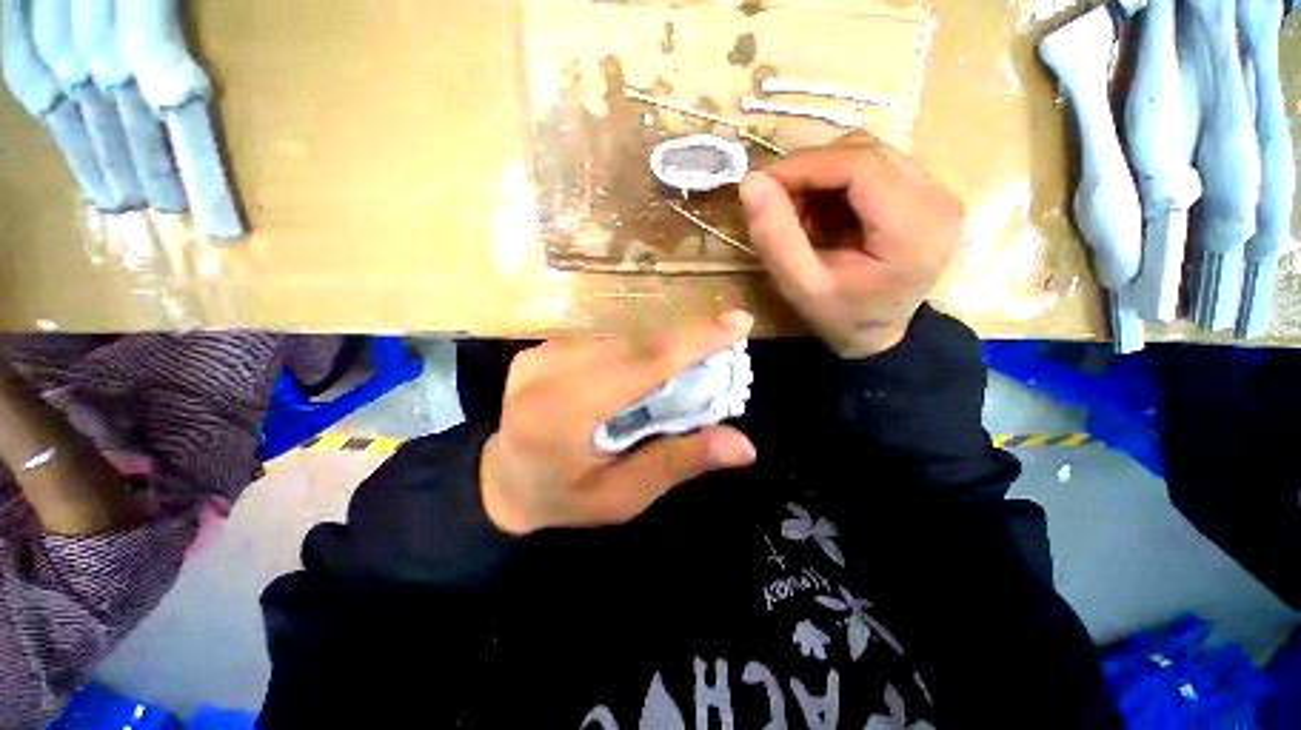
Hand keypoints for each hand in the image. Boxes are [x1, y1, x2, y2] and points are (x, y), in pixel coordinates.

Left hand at [480, 312, 757, 534]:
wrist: (501, 483)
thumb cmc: (565, 499)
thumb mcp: (624, 496)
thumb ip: (679, 462)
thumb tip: (744, 446)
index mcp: (563, 414)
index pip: (641, 365)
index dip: (694, 341)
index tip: (739, 321)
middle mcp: (546, 372)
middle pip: (634, 345)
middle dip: (685, 346)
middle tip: (723, 353)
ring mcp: (539, 354)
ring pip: (621, 338)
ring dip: (660, 349)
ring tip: (687, 367)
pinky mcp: (540, 348)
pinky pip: (603, 340)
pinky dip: (634, 350)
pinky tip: (645, 371)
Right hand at [739, 132, 964, 358]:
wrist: (879, 335)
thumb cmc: (839, 317)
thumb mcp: (800, 287)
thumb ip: (774, 237)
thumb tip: (751, 182)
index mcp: (913, 230)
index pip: (859, 166)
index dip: (804, 165)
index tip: (760, 183)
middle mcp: (938, 200)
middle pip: (865, 153)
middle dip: (810, 171)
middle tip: (776, 203)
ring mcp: (939, 194)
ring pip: (869, 155)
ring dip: (823, 176)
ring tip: (800, 214)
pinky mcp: (929, 194)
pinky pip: (876, 167)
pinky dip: (838, 183)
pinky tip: (823, 214)